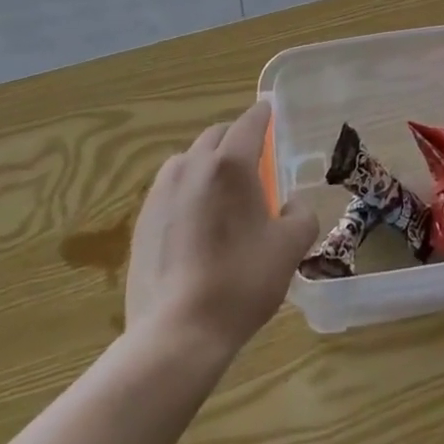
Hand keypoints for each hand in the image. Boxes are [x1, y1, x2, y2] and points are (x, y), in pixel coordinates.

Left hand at [125, 100, 319, 359]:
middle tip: (254, 160)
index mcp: (231, 164)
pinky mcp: (142, 220)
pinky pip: (170, 188)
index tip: (269, 111)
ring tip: (222, 190)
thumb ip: (301, 216)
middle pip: (217, 136)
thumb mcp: (289, 248)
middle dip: (236, 139)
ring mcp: (162, 192)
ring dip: (207, 162)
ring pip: (189, 160)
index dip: (263, 114)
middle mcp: (193, 166)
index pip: (249, 122)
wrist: (176, 333)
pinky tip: (196, 221)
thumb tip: (291, 206)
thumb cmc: (241, 283)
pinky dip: (187, 190)